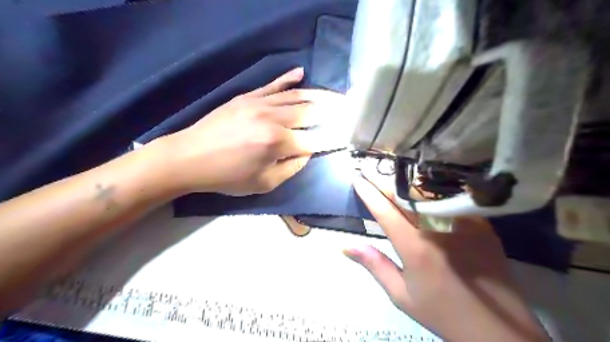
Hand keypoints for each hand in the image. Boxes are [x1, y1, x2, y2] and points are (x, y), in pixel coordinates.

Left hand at [159, 67, 340, 194]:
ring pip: (296, 96)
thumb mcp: (264, 184)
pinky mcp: (247, 97)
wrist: (189, 157)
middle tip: (349, 110)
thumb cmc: (227, 176)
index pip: (314, 140)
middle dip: (333, 112)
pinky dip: (289, 79)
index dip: (332, 139)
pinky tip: (302, 73)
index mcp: (277, 143)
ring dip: (319, 95)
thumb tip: (307, 153)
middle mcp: (273, 118)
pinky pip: (273, 85)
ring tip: (336, 95)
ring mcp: (259, 103)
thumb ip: (292, 168)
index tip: (346, 137)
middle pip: (311, 112)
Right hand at [346, 172, 551, 341]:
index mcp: (414, 247)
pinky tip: (426, 186)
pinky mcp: (481, 225)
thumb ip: (374, 265)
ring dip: (407, 183)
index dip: (369, 193)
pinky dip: (434, 191)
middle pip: (406, 197)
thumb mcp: (401, 295)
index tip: (358, 179)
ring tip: (393, 175)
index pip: (385, 211)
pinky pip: (452, 200)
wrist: (498, 330)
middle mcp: (437, 229)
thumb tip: (346, 246)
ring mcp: (462, 224)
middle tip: (372, 170)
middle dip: (385, 182)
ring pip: (428, 194)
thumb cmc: (443, 312)